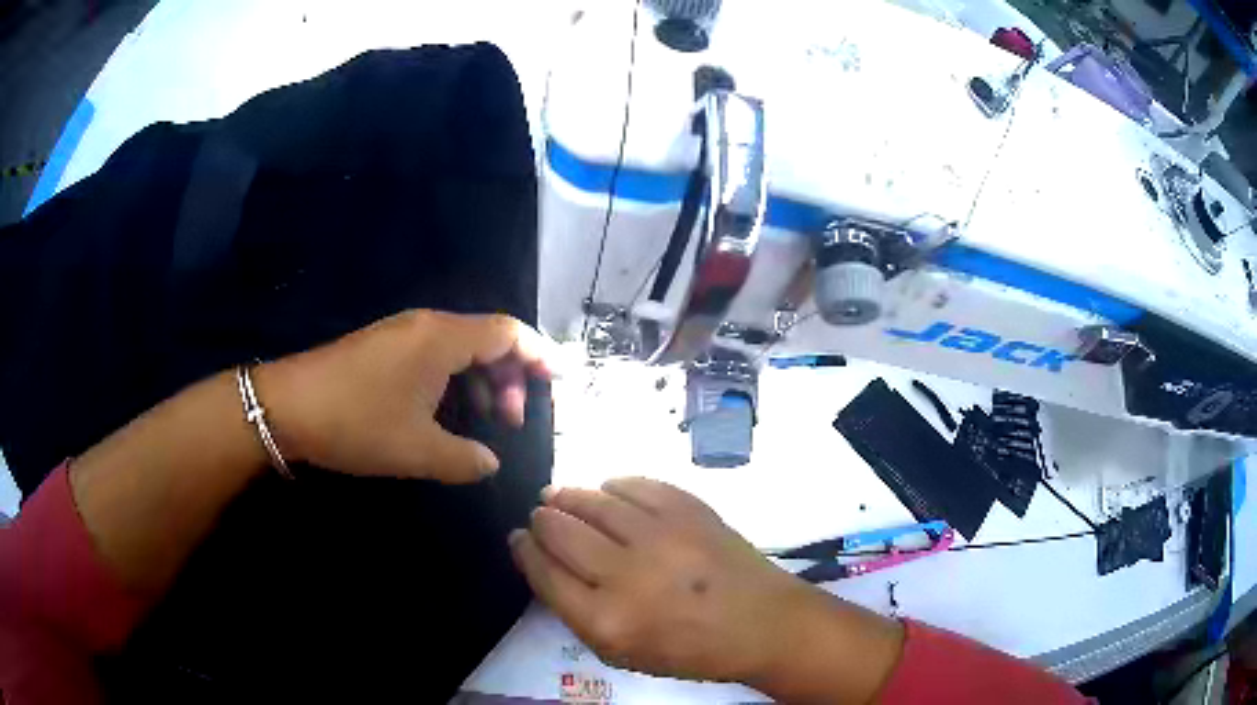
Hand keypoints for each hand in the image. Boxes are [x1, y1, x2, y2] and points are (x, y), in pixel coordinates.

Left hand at [257, 310, 552, 483]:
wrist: (287, 406)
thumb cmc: (357, 422)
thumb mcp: (417, 450)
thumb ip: (466, 459)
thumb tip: (491, 463)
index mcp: (443, 338)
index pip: (508, 332)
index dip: (539, 354)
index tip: (559, 382)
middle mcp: (427, 325)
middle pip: (488, 338)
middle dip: (512, 376)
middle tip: (513, 421)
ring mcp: (402, 333)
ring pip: (461, 347)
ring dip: (482, 380)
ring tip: (486, 420)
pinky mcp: (384, 346)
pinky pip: (436, 353)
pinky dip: (455, 379)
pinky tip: (448, 412)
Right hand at [508, 478, 817, 683]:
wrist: (759, 624)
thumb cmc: (689, 649)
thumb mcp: (621, 653)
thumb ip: (576, 612)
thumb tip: (543, 562)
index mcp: (606, 620)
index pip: (543, 573)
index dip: (524, 551)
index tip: (519, 539)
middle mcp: (626, 574)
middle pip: (560, 531)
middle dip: (542, 520)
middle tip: (541, 516)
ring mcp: (660, 535)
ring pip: (592, 501)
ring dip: (568, 497)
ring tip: (559, 496)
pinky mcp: (688, 509)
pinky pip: (635, 485)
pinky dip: (614, 486)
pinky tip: (609, 493)